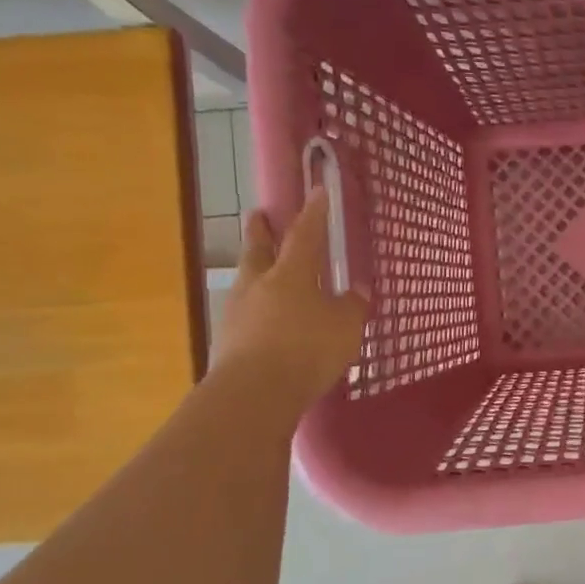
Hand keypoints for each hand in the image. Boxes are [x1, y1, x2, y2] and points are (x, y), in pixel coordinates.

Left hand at [212, 191, 368, 408]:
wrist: (254, 392)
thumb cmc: (307, 349)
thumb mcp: (345, 327)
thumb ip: (353, 306)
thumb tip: (358, 291)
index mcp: (291, 273)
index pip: (305, 235)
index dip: (314, 213)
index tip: (316, 190)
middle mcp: (259, 284)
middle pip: (258, 250)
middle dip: (261, 231)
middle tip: (259, 215)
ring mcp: (237, 312)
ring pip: (246, 281)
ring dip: (253, 271)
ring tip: (261, 271)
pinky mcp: (226, 341)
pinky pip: (243, 315)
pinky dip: (254, 310)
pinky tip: (262, 321)